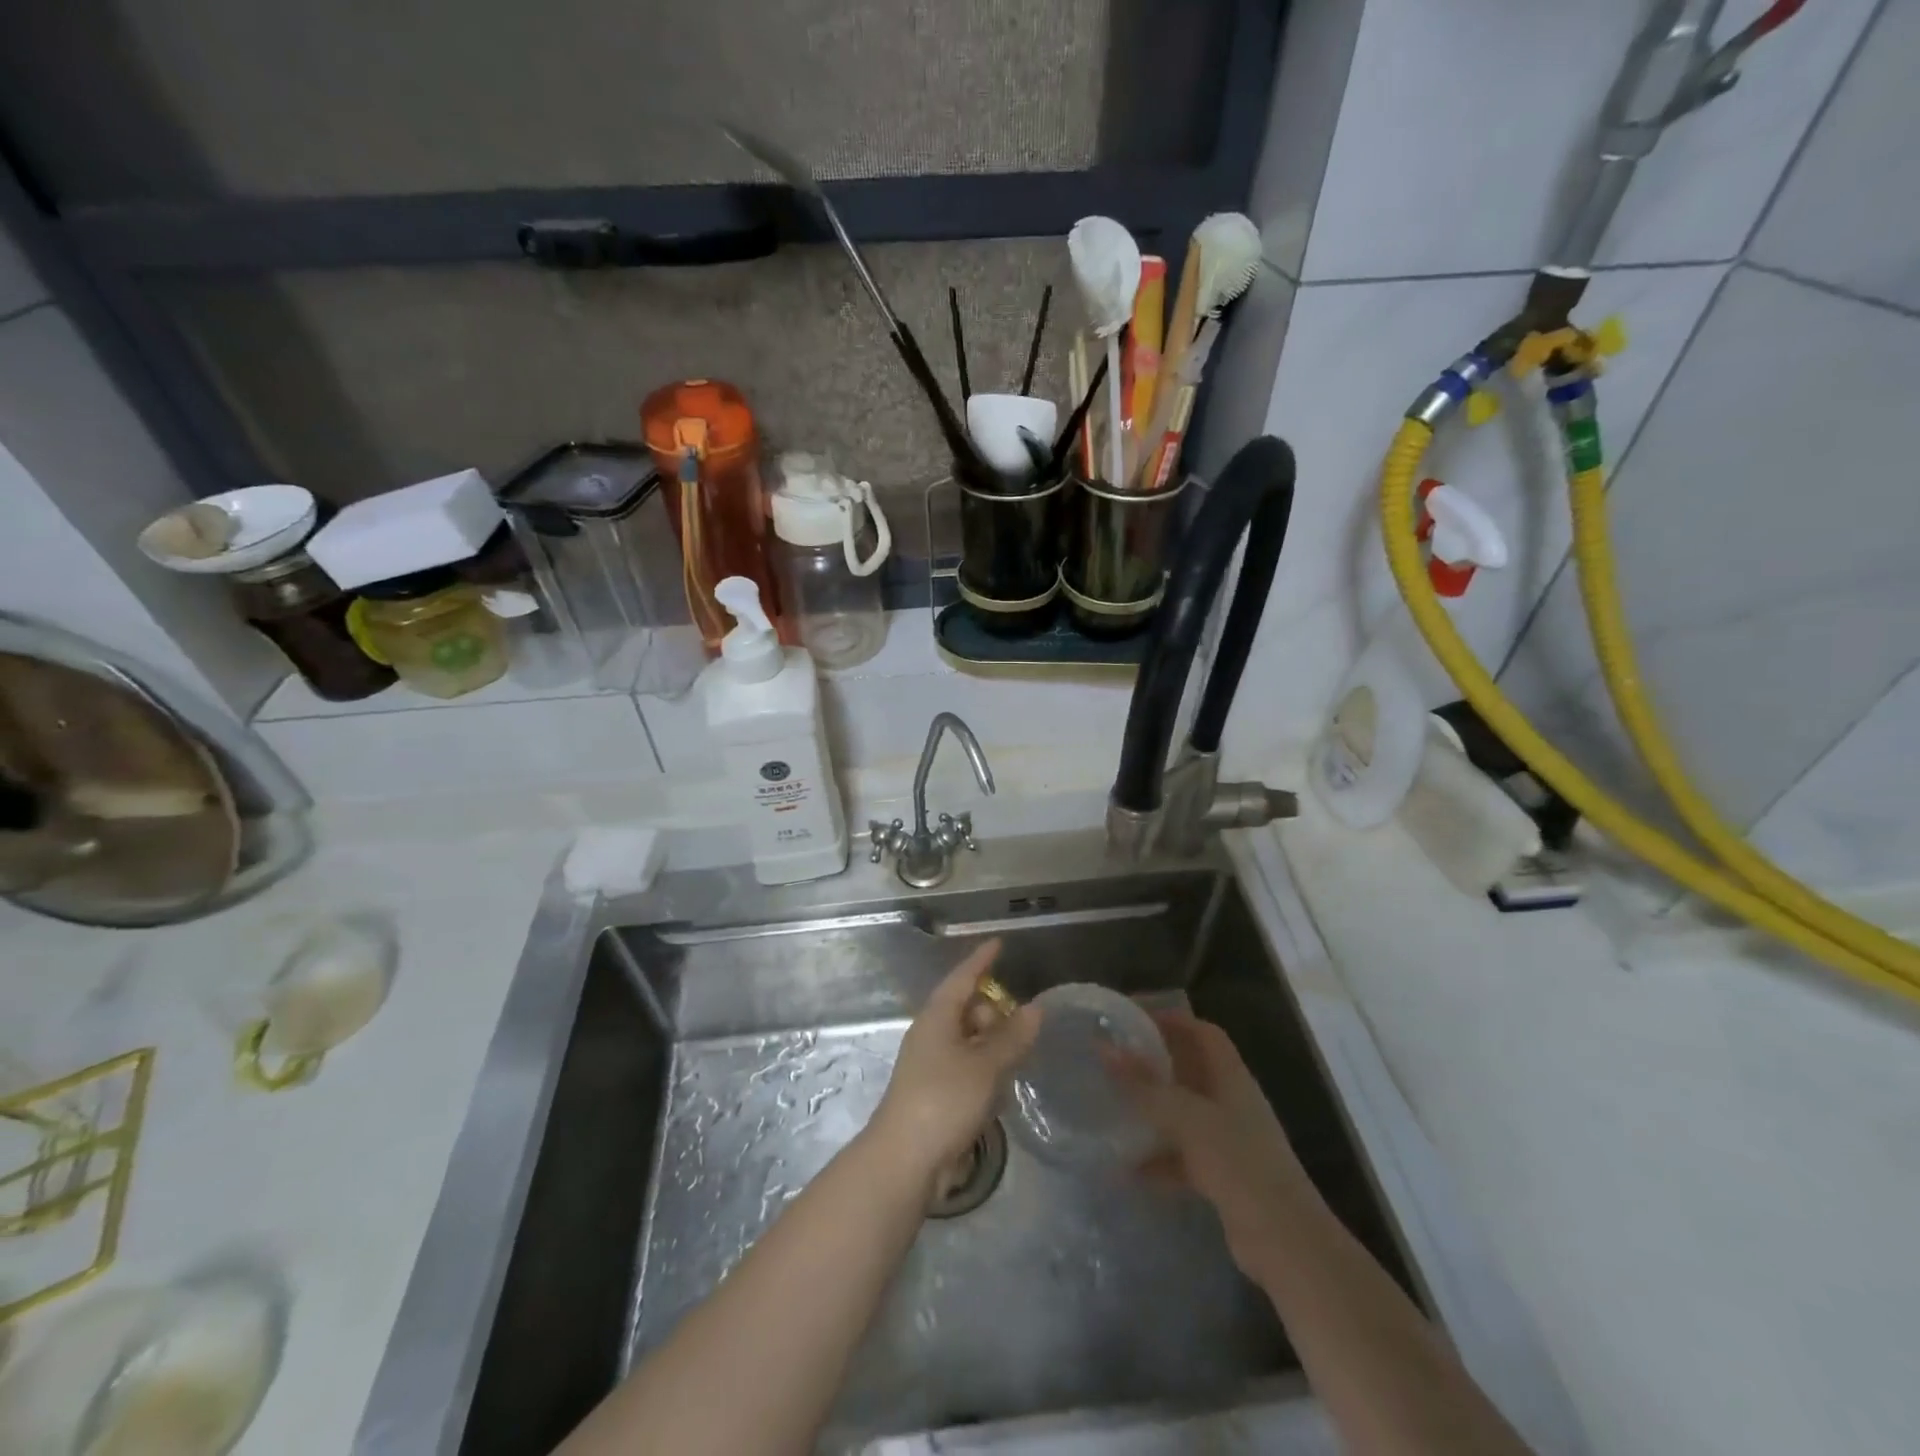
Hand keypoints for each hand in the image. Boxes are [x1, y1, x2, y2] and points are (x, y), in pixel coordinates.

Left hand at [870, 940, 1041, 1184]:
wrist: (906, 1159)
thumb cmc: (944, 1099)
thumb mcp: (986, 1065)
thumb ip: (1012, 1037)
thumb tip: (1035, 1009)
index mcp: (937, 1018)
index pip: (962, 978)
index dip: (981, 961)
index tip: (999, 944)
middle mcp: (932, 1035)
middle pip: (968, 1010)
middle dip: (994, 1014)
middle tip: (1021, 1031)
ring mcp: (932, 1066)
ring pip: (970, 1042)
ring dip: (993, 1048)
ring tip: (1017, 1061)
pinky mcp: (936, 1094)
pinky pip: (967, 1069)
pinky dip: (986, 1072)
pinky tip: (1001, 1091)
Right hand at [1111, 1009, 1307, 1277]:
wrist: (1285, 1243)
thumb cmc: (1239, 1164)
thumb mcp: (1187, 1118)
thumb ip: (1145, 1085)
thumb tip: (1103, 1046)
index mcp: (1231, 1078)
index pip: (1204, 1034)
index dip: (1173, 1020)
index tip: (1133, 1019)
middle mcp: (1231, 1104)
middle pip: (1190, 1072)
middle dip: (1154, 1064)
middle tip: (1113, 1059)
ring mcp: (1227, 1142)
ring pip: (1183, 1115)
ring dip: (1152, 1111)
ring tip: (1112, 1106)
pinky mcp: (1220, 1178)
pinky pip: (1181, 1157)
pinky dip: (1157, 1159)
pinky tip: (1126, 1168)